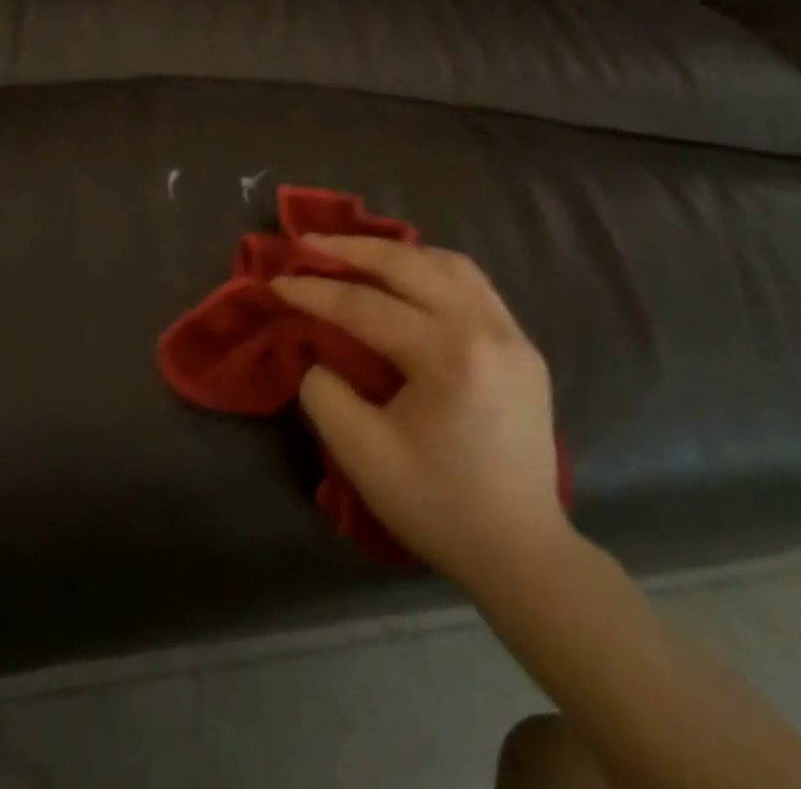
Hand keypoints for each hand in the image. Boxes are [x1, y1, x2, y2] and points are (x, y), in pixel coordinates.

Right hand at [270, 237, 566, 589]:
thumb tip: (316, 351)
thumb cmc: (438, 506)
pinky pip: (473, 284)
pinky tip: (407, 277)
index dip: (314, 292)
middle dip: (351, 250)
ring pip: (448, 263)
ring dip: (395, 253)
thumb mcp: (361, 455)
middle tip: (307, 244)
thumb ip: (324, 392)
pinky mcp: (523, 346)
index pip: (366, 306)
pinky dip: (431, 269)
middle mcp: (487, 330)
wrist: (523, 555)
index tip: (276, 281)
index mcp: (449, 357)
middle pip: (409, 265)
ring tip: (354, 253)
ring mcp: (513, 335)